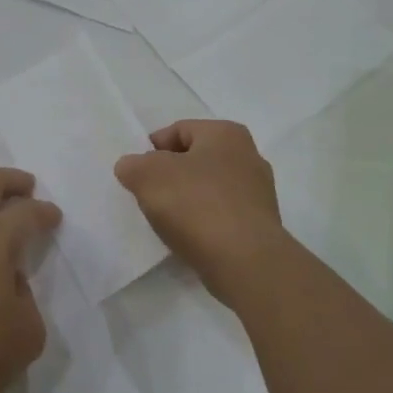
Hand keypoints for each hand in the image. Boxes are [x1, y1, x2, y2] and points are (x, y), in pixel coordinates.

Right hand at [114, 120, 290, 308]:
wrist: (245, 262)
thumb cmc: (197, 205)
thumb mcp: (148, 176)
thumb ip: (133, 165)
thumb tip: (132, 167)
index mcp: (225, 133)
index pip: (179, 130)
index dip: (152, 149)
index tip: (136, 174)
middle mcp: (248, 155)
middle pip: (195, 159)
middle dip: (170, 175)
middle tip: (148, 195)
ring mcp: (259, 192)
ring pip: (209, 188)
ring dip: (187, 200)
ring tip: (166, 221)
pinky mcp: (261, 225)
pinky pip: (221, 215)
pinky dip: (204, 222)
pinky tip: (189, 238)